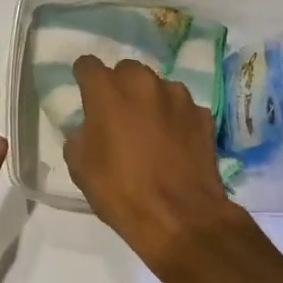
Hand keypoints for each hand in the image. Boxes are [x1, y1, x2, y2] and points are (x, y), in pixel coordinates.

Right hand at [62, 55, 238, 266]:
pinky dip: (175, 119)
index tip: (84, 91)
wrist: (179, 217)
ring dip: (149, 101)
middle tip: (117, 115)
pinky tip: (174, 144)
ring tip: (150, 131)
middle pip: (125, 71)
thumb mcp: (80, 166)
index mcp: (107, 91)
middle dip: (119, 87)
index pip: (87, 65)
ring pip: (157, 87)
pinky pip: (181, 109)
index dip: (84, 77)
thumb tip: (91, 126)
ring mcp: (178, 96)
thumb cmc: (120, 191)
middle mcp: (143, 83)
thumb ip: (81, 134)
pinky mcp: (202, 115)